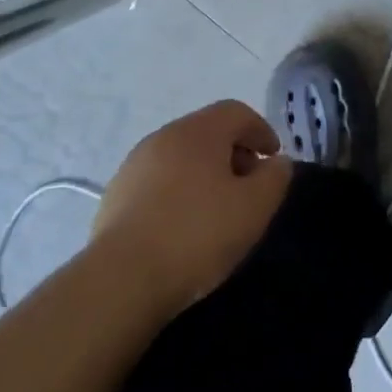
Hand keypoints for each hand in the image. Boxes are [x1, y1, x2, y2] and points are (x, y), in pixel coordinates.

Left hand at [91, 100, 291, 317]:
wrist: (121, 280)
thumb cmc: (197, 235)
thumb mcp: (254, 208)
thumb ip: (275, 178)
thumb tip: (277, 163)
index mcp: (199, 131)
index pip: (236, 112)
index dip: (261, 130)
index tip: (274, 158)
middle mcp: (164, 136)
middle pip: (207, 132)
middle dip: (234, 152)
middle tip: (249, 186)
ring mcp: (134, 165)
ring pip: (180, 156)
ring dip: (204, 173)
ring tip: (216, 210)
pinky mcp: (114, 196)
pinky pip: (157, 182)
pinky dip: (177, 192)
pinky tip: (182, 227)